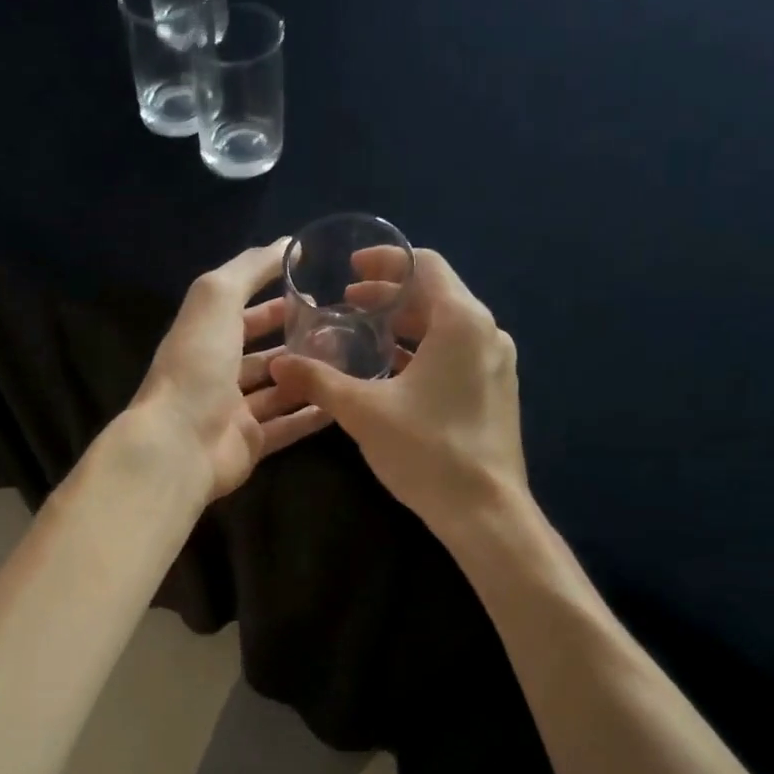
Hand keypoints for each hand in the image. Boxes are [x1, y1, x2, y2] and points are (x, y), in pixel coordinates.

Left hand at [131, 239, 332, 501]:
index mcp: (204, 337)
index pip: (240, 314)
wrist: (180, 443)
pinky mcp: (251, 444)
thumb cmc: (197, 364)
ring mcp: (234, 412)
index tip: (314, 295)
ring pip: (277, 390)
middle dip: (295, 341)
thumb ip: (250, 269)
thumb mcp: (217, 298)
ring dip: (308, 376)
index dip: (273, 304)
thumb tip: (287, 245)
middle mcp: (216, 374)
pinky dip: (311, 415)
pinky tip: (342, 403)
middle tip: (339, 331)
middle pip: (261, 354)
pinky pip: (287, 427)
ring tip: (349, 362)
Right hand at [269, 248, 528, 538]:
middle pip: (435, 295)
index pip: (425, 265)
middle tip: (345, 306)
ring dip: (403, 326)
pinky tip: (389, 373)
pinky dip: (420, 351)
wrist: (485, 511)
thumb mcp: (364, 412)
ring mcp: (495, 363)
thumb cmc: (427, 451)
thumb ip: (319, 381)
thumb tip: (279, 363)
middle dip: (388, 296)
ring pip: (444, 326)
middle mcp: (485, 333)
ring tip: (361, 336)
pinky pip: (454, 353)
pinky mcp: (494, 390)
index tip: (350, 270)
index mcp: (461, 322)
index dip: (385, 262)